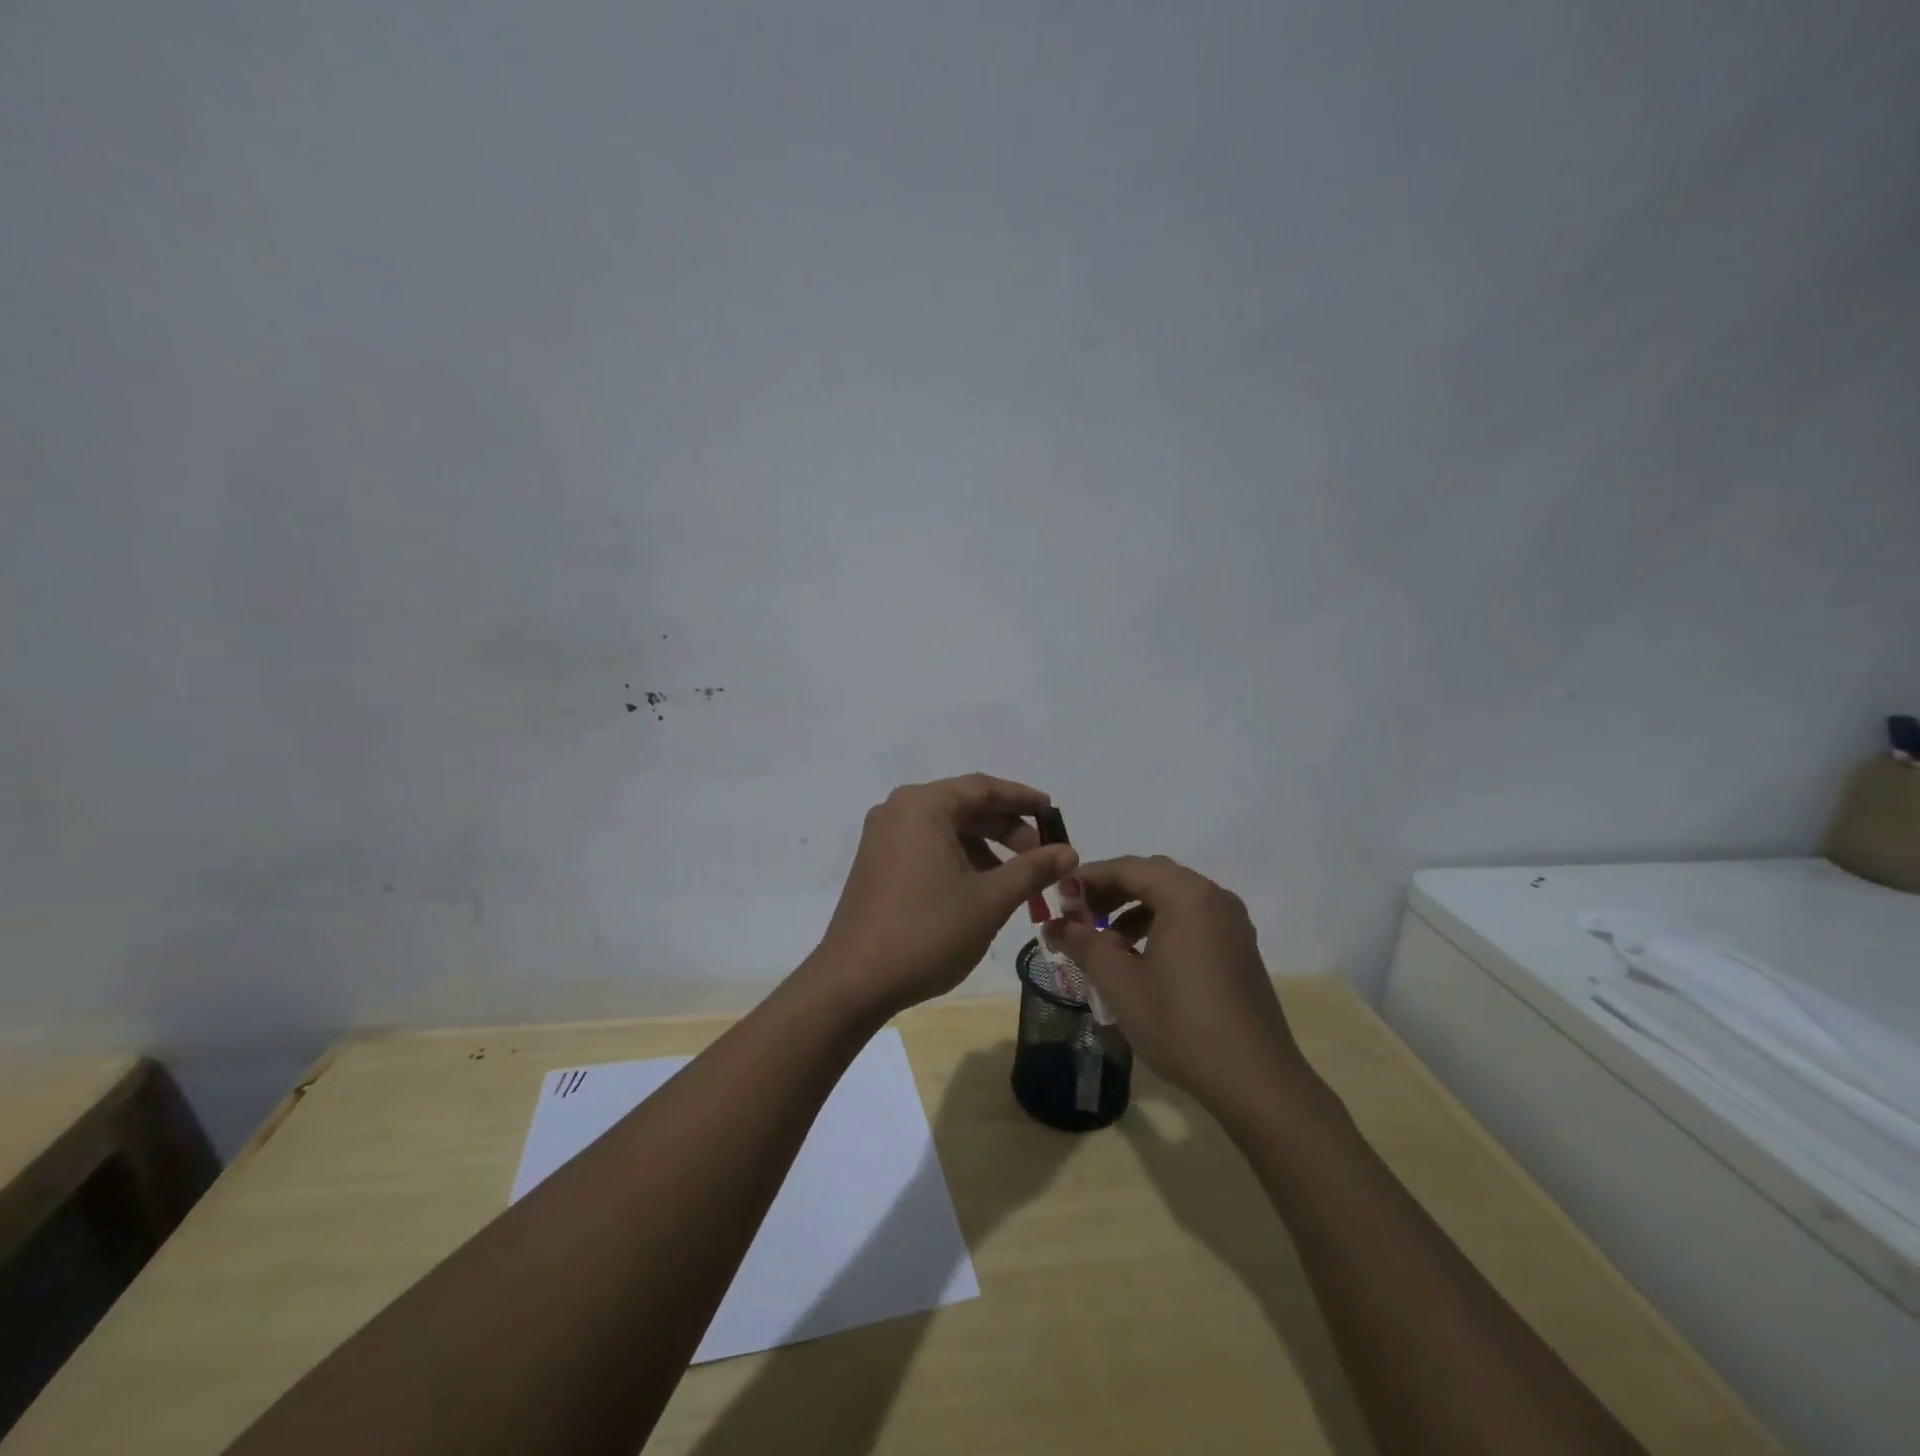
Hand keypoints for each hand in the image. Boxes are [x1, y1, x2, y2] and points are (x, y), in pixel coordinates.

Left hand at [806, 775, 1077, 1021]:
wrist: (854, 982)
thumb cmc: (927, 932)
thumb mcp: (989, 899)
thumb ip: (1032, 869)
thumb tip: (1069, 852)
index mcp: (922, 805)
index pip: (983, 788)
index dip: (1024, 799)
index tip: (1054, 815)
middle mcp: (898, 811)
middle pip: (964, 807)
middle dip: (1007, 829)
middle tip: (1042, 855)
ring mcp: (883, 838)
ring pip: (947, 830)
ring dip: (986, 849)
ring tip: (1017, 880)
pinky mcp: (877, 864)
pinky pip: (928, 848)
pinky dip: (959, 860)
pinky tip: (981, 890)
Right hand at [1045, 855, 1309, 1114]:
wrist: (1256, 1081)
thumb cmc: (1181, 1023)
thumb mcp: (1120, 982)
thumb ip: (1083, 944)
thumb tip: (1053, 925)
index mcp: (1187, 896)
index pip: (1128, 868)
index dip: (1088, 879)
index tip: (1058, 899)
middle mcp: (1214, 898)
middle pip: (1152, 877)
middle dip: (1110, 893)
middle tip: (1077, 917)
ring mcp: (1232, 924)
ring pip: (1172, 899)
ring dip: (1133, 911)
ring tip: (1105, 945)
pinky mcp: (1238, 949)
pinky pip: (1191, 920)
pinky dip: (1159, 927)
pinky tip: (1140, 962)